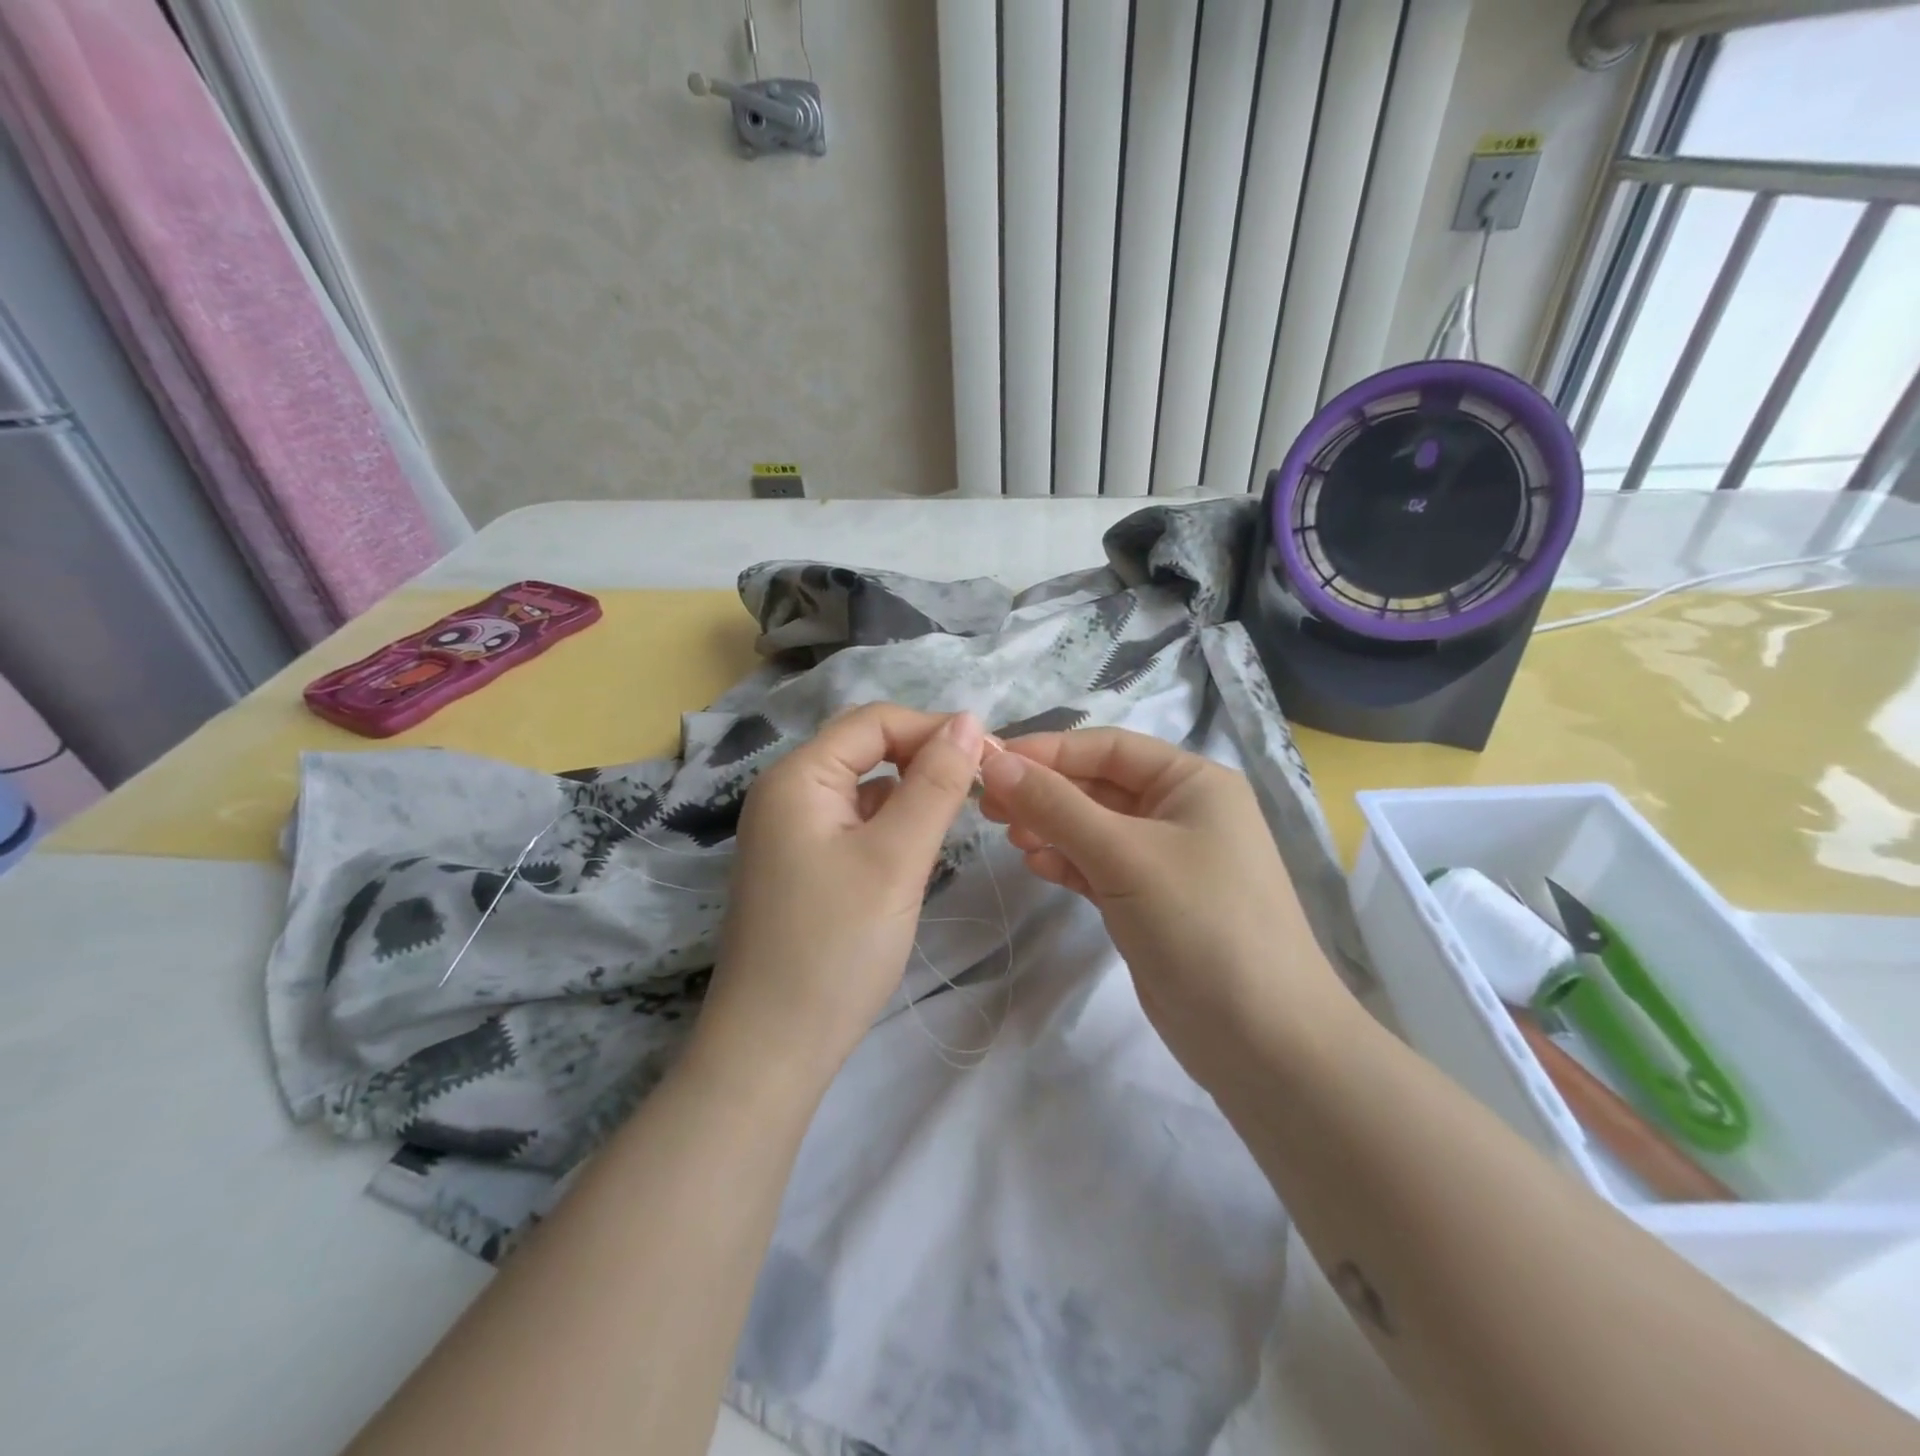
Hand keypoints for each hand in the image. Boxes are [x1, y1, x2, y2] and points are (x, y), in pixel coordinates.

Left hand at [694, 704, 986, 1084]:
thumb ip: (935, 784)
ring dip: (909, 792)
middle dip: (923, 757)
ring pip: (862, 789)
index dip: (934, 728)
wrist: (772, 1049)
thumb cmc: (836, 947)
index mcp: (798, 777)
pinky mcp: (799, 867)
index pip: (874, 722)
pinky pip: (851, 824)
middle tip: (980, 786)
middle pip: (865, 749)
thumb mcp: (896, 858)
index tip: (991, 756)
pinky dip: (888, 824)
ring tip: (956, 819)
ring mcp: (788, 833)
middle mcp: (785, 793)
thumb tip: (969, 721)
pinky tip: (914, 850)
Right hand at [978, 728, 1353, 1077]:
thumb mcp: (1123, 855)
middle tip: (988, 806)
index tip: (989, 762)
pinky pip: (1099, 866)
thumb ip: (1055, 806)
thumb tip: (994, 761)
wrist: (1262, 1039)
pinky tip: (1037, 866)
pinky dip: (1067, 862)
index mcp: (1192, 781)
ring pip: (1094, 827)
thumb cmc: (1200, 924)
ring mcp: (1166, 859)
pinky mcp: (1151, 901)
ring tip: (1010, 838)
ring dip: (1051, 827)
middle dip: (1044, 792)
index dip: (1048, 751)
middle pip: (1098, 786)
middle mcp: (1181, 811)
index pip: (1108, 747)